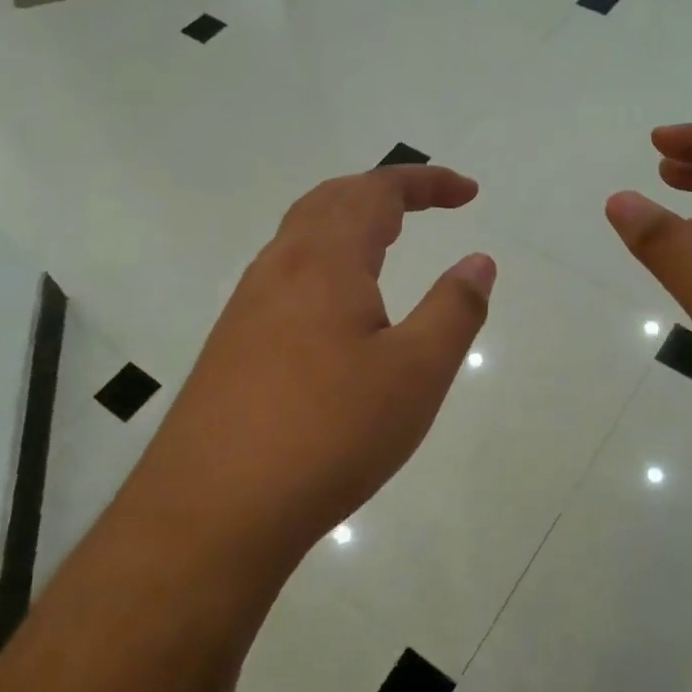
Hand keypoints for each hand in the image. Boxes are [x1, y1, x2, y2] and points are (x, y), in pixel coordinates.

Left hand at [129, 166, 494, 573]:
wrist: (213, 509)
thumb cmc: (329, 433)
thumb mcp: (416, 373)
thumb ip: (454, 309)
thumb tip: (478, 260)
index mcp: (325, 260)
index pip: (378, 192)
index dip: (426, 182)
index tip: (469, 193)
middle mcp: (279, 268)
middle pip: (331, 200)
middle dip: (384, 190)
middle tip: (428, 204)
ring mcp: (247, 305)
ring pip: (301, 235)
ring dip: (348, 221)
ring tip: (387, 241)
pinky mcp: (232, 343)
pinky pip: (285, 274)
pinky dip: (324, 259)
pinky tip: (336, 306)